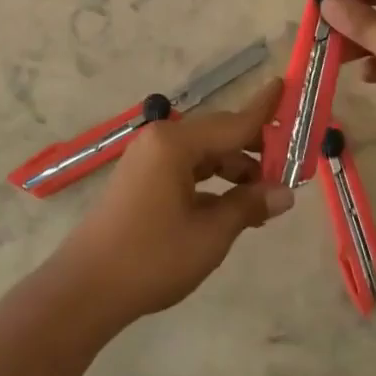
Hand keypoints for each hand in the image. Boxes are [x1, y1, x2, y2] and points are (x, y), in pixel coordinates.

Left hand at [47, 78, 292, 325]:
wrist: (85, 290)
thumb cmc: (152, 258)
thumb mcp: (210, 234)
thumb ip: (249, 205)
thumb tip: (285, 193)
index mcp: (176, 142)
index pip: (233, 122)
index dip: (264, 109)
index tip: (286, 85)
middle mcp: (161, 139)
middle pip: (219, 135)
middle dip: (254, 149)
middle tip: (289, 164)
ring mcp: (148, 158)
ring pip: (203, 153)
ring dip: (234, 169)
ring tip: (265, 195)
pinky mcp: (141, 178)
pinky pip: (186, 168)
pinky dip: (211, 180)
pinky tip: (232, 204)